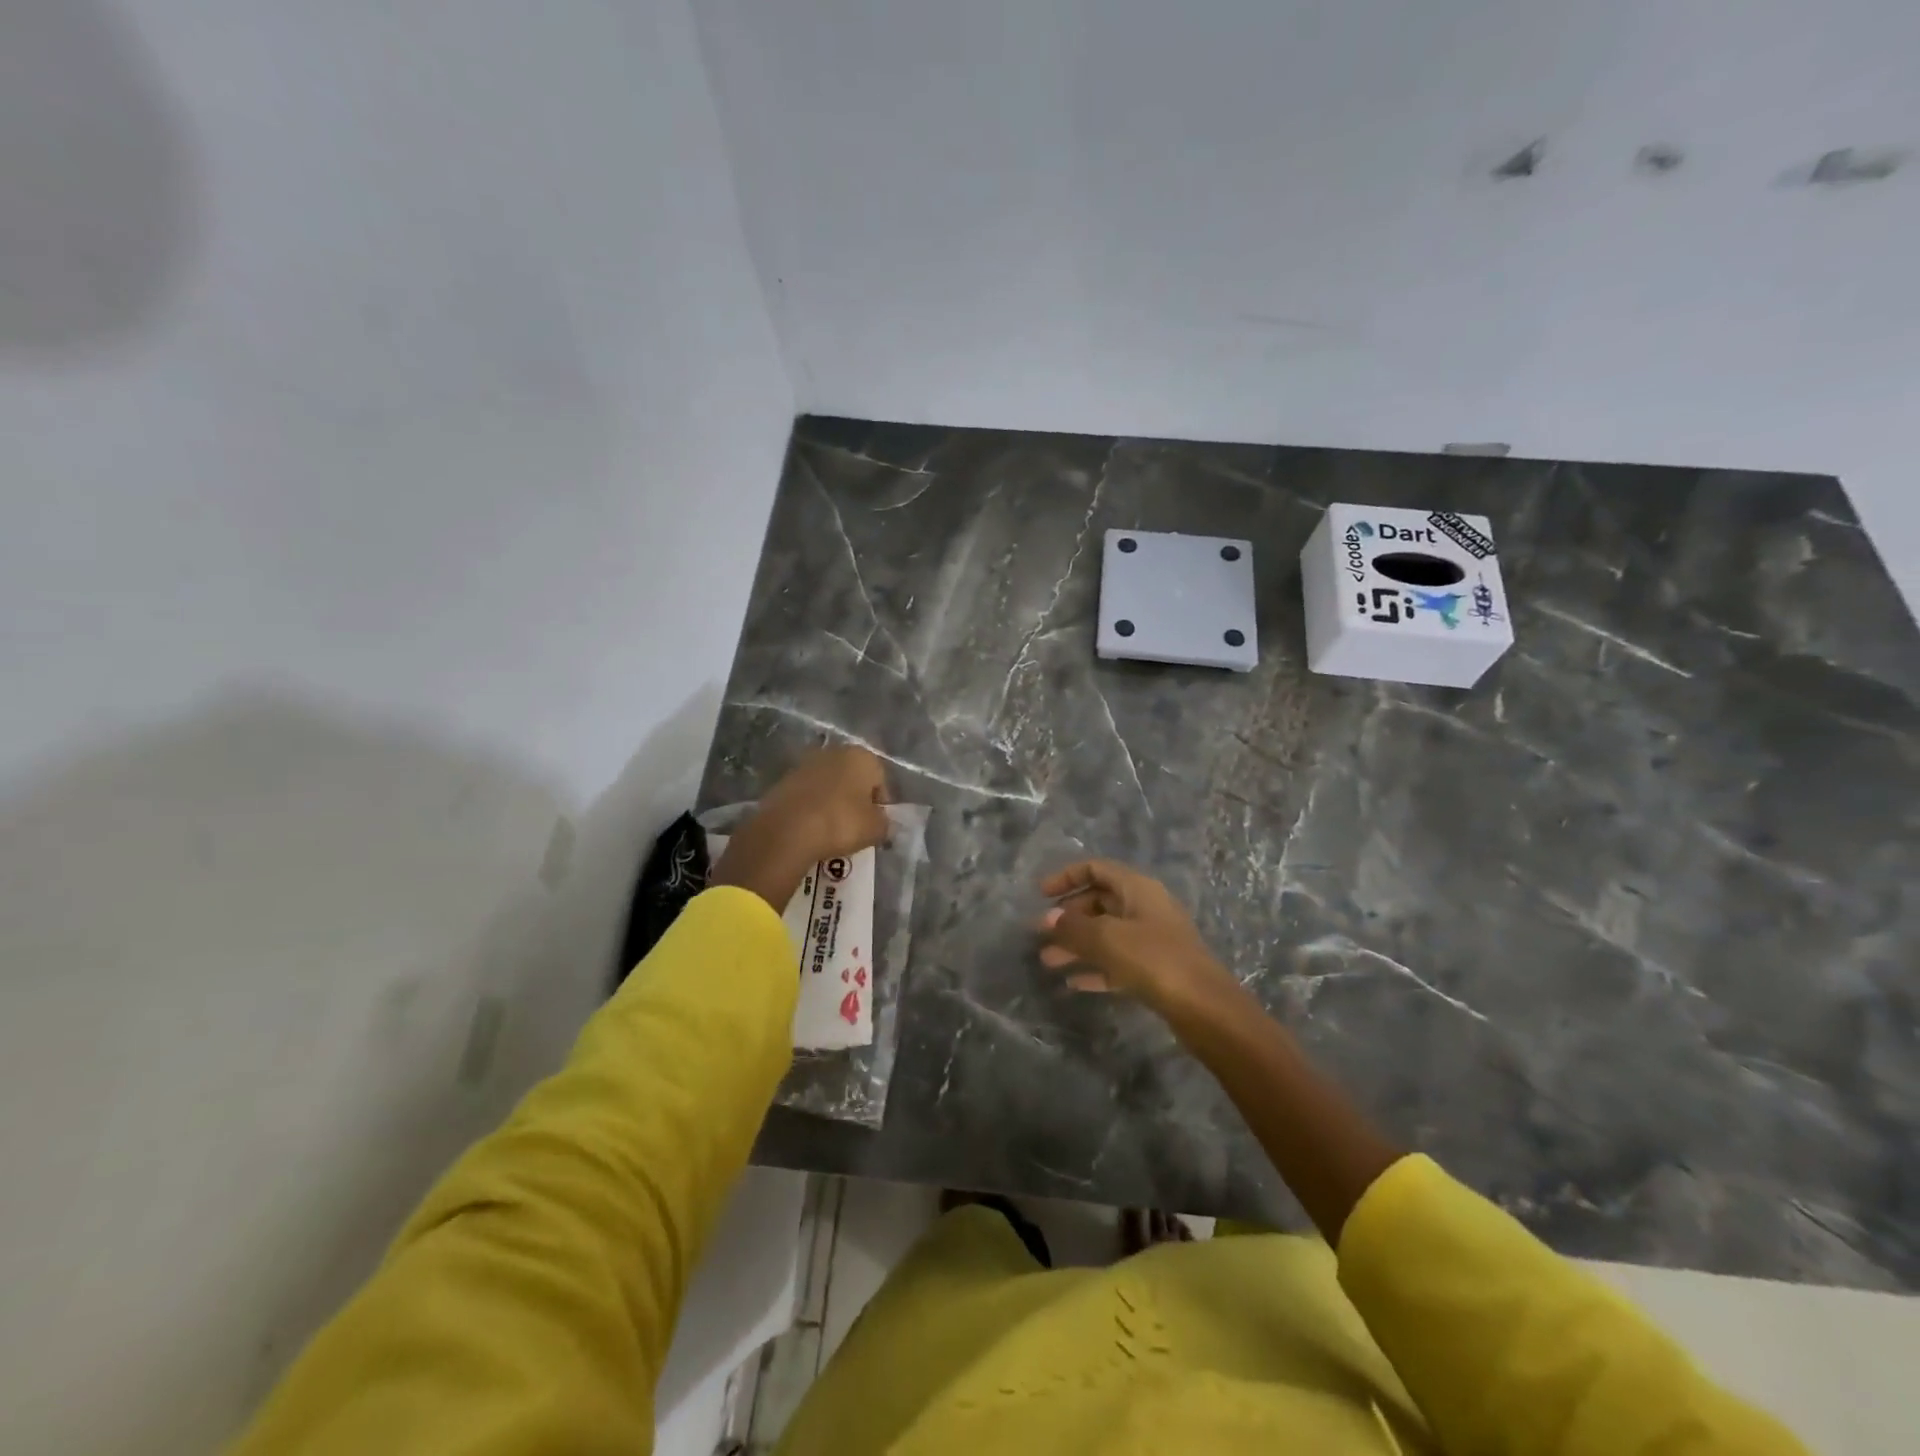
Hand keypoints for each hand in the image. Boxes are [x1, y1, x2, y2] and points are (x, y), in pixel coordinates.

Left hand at [711, 746, 890, 909]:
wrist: (786, 831)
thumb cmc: (840, 823)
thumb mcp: (875, 829)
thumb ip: (885, 823)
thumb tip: (882, 822)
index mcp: (861, 756)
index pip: (880, 779)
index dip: (881, 804)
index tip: (876, 825)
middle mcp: (833, 752)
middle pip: (852, 778)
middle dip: (855, 799)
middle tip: (856, 826)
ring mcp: (805, 764)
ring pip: (828, 786)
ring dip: (832, 803)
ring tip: (831, 831)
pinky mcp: (783, 780)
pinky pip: (807, 796)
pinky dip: (811, 808)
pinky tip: (811, 829)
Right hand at [1036, 860, 1243, 1020]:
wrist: (1205, 1008)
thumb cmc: (1154, 960)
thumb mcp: (1107, 938)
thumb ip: (1073, 927)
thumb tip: (1048, 918)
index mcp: (1137, 889)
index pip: (1096, 869)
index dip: (1067, 877)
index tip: (1041, 894)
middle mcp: (1145, 908)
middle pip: (1099, 902)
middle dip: (1068, 917)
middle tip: (1041, 934)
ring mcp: (1152, 940)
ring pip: (1106, 934)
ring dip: (1076, 945)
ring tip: (1047, 962)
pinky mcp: (1155, 970)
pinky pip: (1117, 961)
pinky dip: (1095, 967)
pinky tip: (1072, 983)